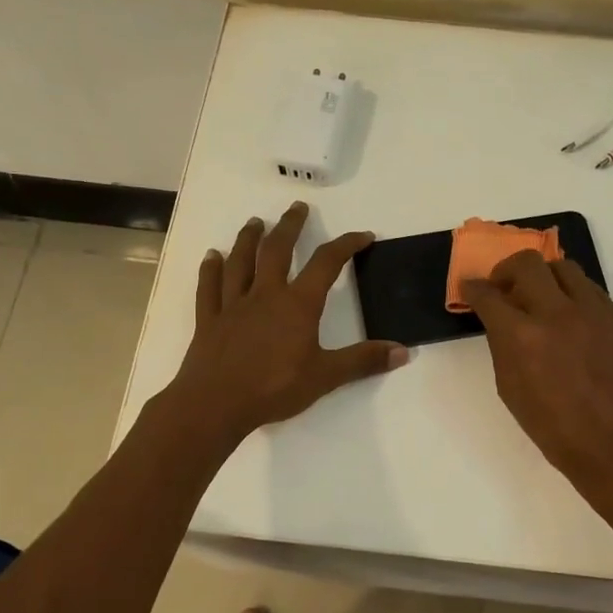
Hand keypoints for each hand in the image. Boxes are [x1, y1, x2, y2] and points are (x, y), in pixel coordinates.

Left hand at [170, 202, 407, 441]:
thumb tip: (403, 352)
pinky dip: (210, 269)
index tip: (362, 235)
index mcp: (297, 304)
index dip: (346, 245)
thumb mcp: (326, 377)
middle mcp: (265, 295)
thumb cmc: (274, 389)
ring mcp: (233, 305)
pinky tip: (211, 256)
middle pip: (277, 250)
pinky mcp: (209, 320)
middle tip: (297, 207)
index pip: (326, 264)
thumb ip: (363, 361)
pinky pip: (209, 287)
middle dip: (290, 226)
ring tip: (256, 222)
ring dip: (248, 239)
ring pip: (241, 262)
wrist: (216, 404)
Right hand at [461, 251, 612, 497]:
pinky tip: (568, 314)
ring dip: (543, 275)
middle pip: (526, 263)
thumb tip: (501, 321)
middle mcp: (556, 313)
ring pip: (563, 267)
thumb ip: (503, 347)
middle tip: (503, 286)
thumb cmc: (553, 428)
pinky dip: (571, 292)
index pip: (489, 295)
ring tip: (539, 295)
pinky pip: (589, 288)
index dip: (474, 288)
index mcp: (522, 336)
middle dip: (506, 269)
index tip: (471, 288)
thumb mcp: (510, 389)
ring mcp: (592, 311)